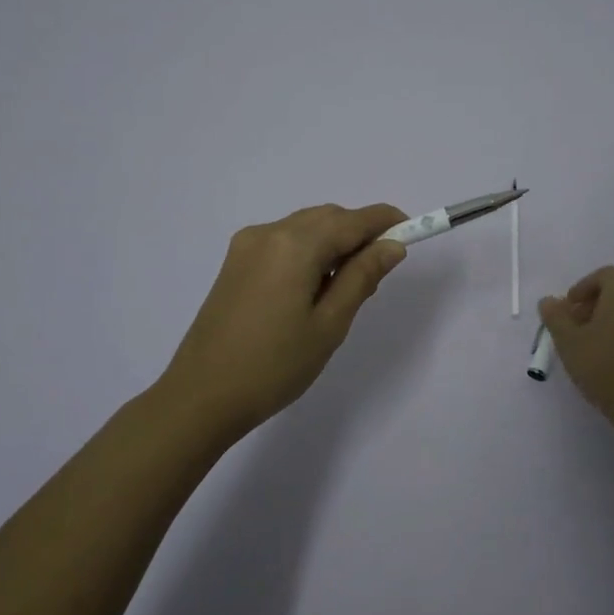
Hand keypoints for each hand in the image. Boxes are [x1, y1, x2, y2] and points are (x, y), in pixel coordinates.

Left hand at [159, 203, 408, 433]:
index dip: (386, 221)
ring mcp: (247, 245)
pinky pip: (284, 242)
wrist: (201, 396)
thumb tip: (392, 246)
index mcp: (295, 244)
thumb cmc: (274, 366)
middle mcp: (269, 232)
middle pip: (328, 217)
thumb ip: (362, 277)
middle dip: (359, 234)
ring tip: (345, 289)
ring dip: (333, 243)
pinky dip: (308, 252)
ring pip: (305, 228)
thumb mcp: (329, 324)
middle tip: (378, 274)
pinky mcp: (235, 262)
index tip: (413, 231)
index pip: (352, 220)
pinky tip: (312, 288)